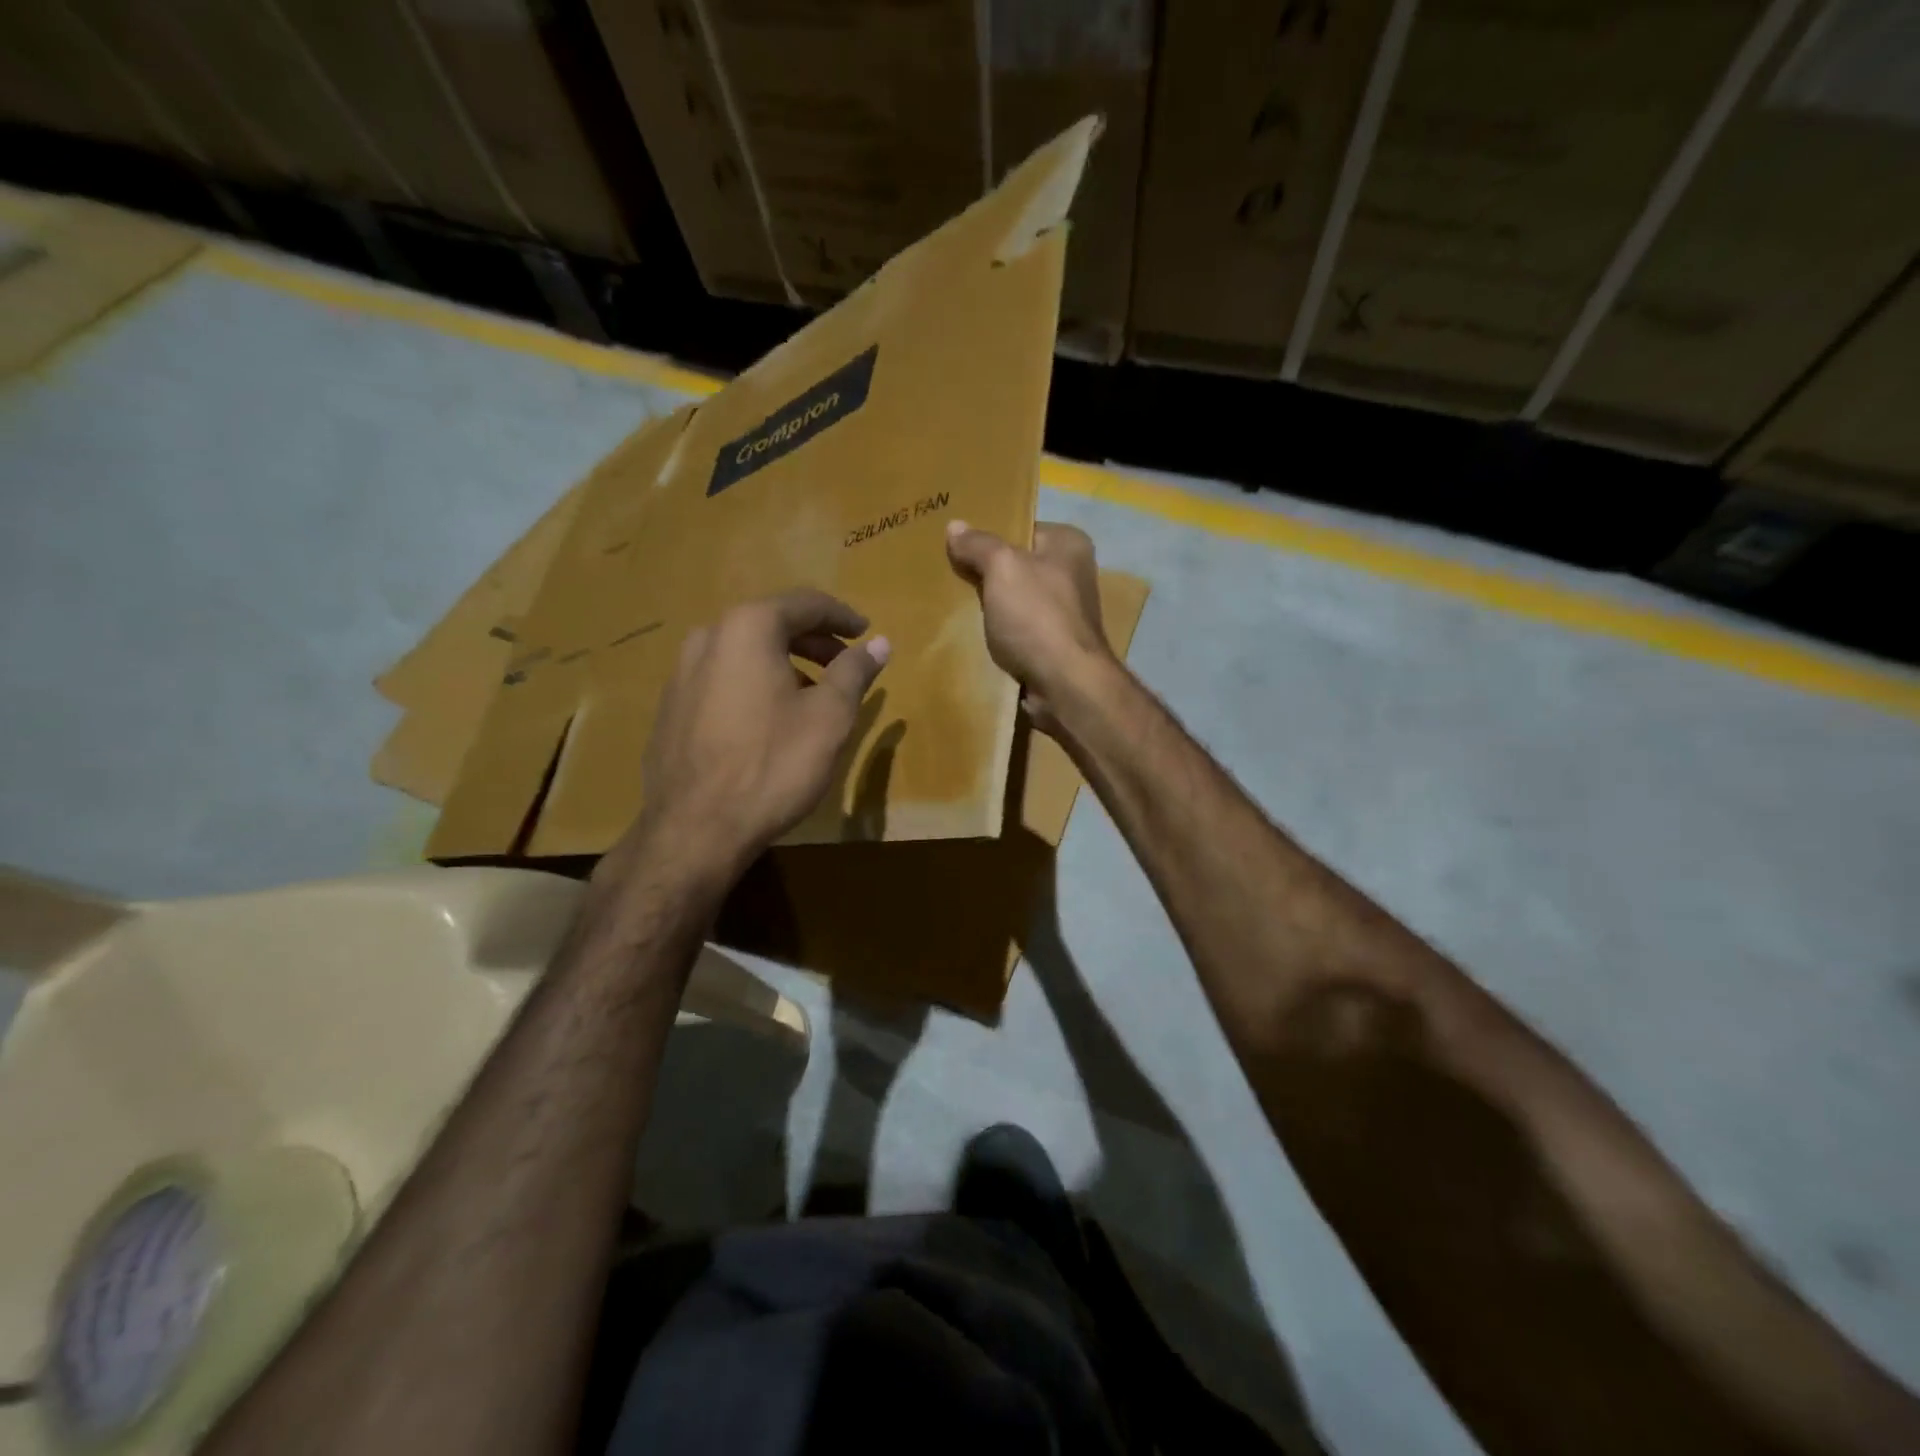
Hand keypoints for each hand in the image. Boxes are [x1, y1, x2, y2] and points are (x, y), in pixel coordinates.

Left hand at [605, 590, 888, 887]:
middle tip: (844, 663)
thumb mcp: (830, 717)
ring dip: (784, 663)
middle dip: (814, 641)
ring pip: (745, 653)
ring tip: (812, 695)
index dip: (842, 616)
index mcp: (747, 628)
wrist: (695, 828)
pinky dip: (755, 685)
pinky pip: (723, 680)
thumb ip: (855, 671)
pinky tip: (770, 720)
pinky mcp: (670, 708)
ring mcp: (681, 673)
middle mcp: (708, 637)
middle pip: (771, 624)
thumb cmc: (773, 765)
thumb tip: (879, 643)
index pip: (804, 604)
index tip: (866, 633)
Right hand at [945, 520, 1114, 733]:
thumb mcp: (1002, 568)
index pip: (1022, 529)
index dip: (989, 536)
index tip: (957, 544)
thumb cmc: (1037, 616)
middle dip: (986, 573)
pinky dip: (998, 635)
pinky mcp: (1053, 646)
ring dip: (989, 607)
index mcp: (1069, 545)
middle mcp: (1073, 575)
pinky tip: (972, 636)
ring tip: (953, 605)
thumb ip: (978, 545)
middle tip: (948, 574)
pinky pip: (1017, 632)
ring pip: (1014, 602)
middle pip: (1017, 566)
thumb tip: (955, 526)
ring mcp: (1065, 614)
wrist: (1064, 685)